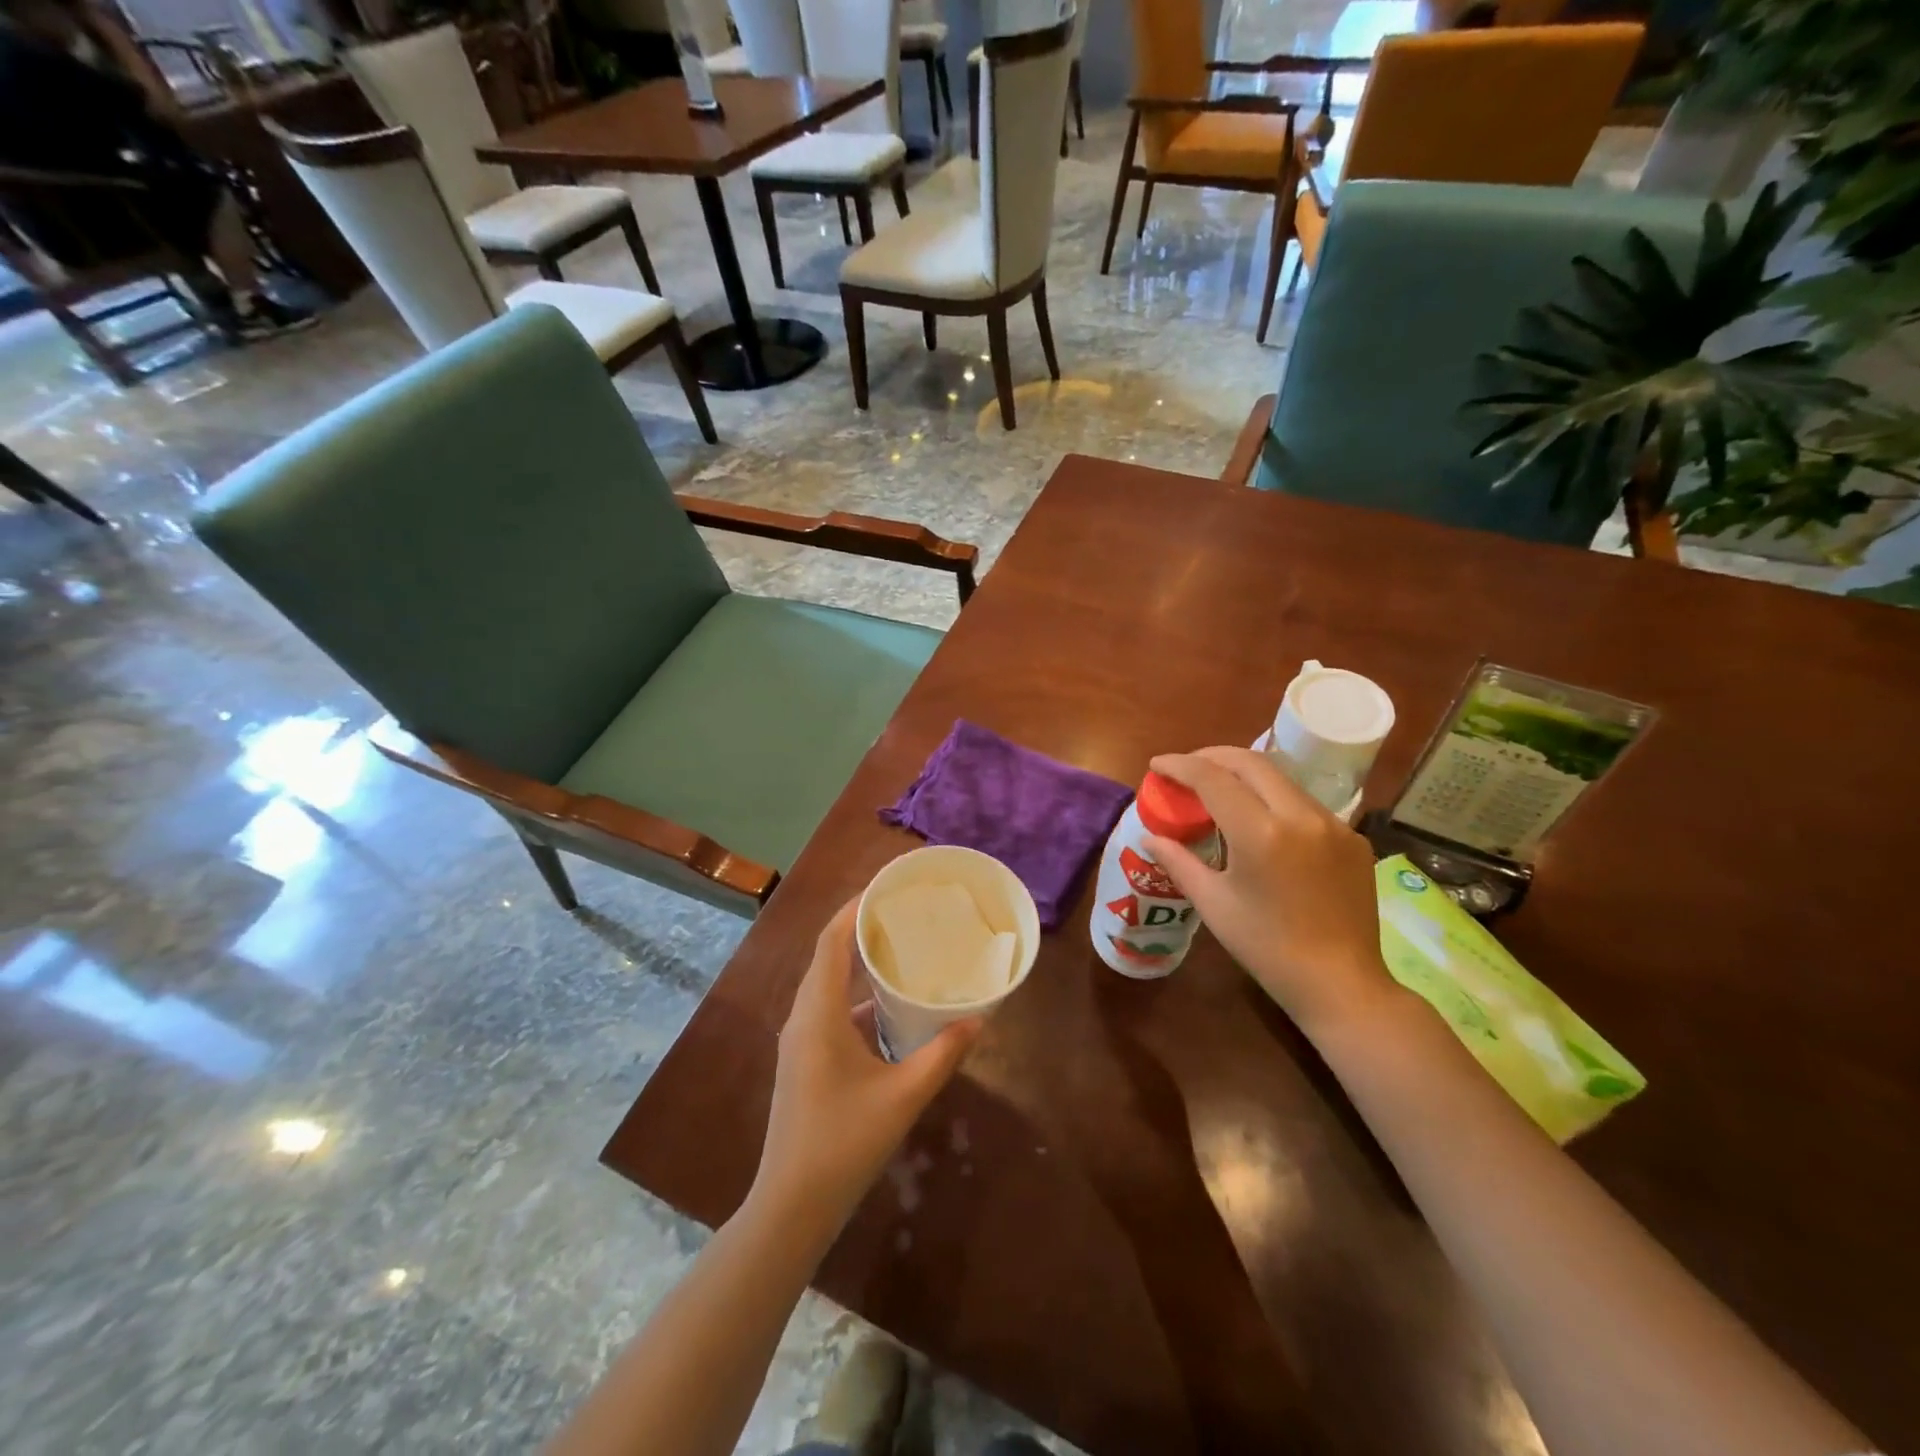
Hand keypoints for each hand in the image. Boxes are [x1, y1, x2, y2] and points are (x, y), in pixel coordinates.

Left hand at [750, 900, 980, 1242]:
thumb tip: (979, 1020)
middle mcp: (803, 1016)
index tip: (887, 886)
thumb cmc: (844, 1143)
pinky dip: (858, 997)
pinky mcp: (805, 1059)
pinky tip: (890, 1007)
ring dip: (859, 963)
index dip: (855, 908)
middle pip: (829, 955)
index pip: (832, 941)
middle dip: (862, 928)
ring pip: (829, 984)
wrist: (791, 1205)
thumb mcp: (903, 1096)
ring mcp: (801, 1039)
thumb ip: (943, 1054)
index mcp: (819, 1013)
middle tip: (904, 912)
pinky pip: (830, 1010)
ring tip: (901, 949)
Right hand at [1142, 747, 1395, 1035]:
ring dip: (1245, 774)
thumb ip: (1178, 862)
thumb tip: (1150, 837)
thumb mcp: (1213, 904)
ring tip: (1219, 789)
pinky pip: (1305, 804)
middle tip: (1186, 769)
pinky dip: (1274, 800)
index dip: (1180, 765)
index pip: (1212, 778)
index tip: (1157, 764)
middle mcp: (1300, 816)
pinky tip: (1262, 823)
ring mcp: (1333, 824)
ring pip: (1281, 779)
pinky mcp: (1352, 838)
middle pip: (1250, 762)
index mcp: (1260, 832)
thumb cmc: (1266, 947)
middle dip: (1212, 757)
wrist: (1341, 984)